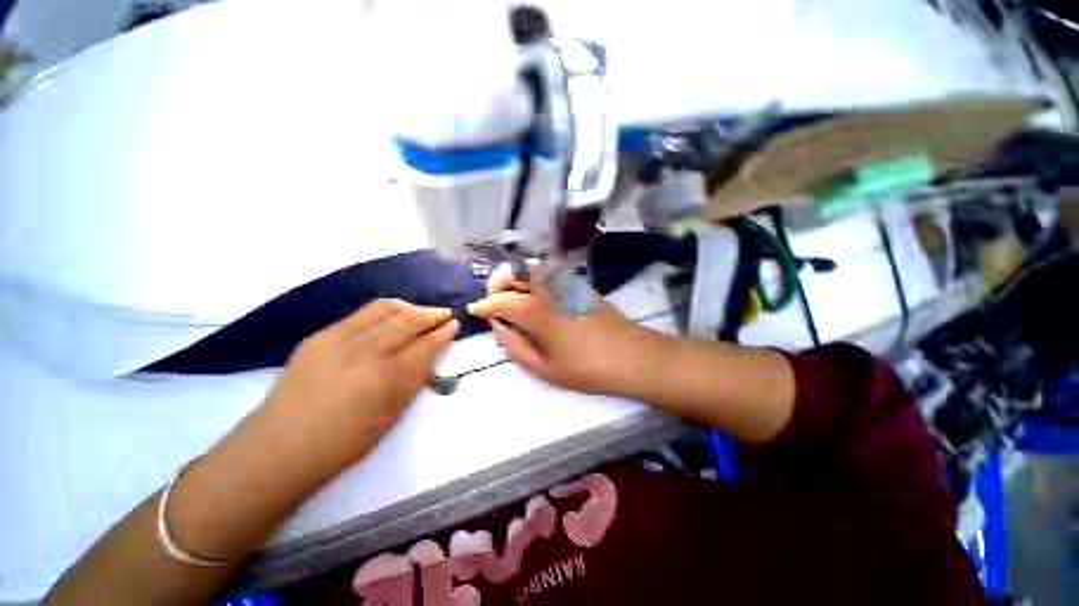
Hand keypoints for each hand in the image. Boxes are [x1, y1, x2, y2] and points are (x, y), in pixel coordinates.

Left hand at [253, 299, 458, 475]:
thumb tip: (431, 354)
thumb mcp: (390, 416)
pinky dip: (385, 310)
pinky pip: (362, 313)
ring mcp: (338, 338)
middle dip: (431, 314)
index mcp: (383, 377)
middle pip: (407, 320)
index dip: (442, 333)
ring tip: (421, 312)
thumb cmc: (342, 442)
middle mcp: (363, 350)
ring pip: (384, 308)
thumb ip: (414, 380)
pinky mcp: (320, 335)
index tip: (454, 325)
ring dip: (409, 307)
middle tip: (444, 314)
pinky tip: (392, 316)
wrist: (278, 446)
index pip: (423, 345)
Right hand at [467, 264, 661, 396]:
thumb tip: (498, 327)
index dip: (484, 305)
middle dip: (497, 283)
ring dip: (515, 278)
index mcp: (536, 311)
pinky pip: (550, 275)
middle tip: (493, 299)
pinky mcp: (580, 284)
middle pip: (514, 274)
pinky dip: (535, 280)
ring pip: (532, 270)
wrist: (632, 356)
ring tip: (511, 297)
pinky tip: (537, 296)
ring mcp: (566, 283)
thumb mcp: (544, 368)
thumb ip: (515, 345)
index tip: (475, 309)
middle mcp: (548, 289)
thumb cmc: (586, 368)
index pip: (500, 300)